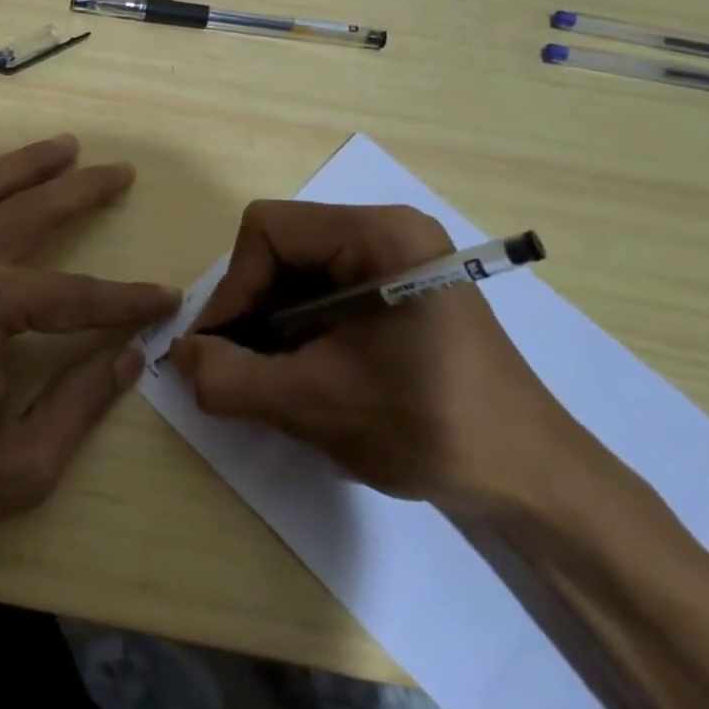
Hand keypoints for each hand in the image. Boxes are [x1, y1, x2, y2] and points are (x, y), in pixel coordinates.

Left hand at [0, 133, 180, 565]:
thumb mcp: (17, 468)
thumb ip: (80, 405)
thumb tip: (129, 356)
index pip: (76, 295)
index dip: (126, 300)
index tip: (165, 298)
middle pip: (30, 213)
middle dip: (82, 191)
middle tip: (119, 172)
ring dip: (21, 165)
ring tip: (62, 146)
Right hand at [167, 201, 585, 517]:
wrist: (529, 477)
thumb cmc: (430, 427)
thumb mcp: (316, 403)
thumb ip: (232, 378)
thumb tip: (178, 355)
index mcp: (380, 235)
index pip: (268, 230)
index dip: (233, 287)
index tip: (218, 350)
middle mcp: (388, 232)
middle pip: (282, 248)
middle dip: (251, 308)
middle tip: (237, 368)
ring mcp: (397, 261)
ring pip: (298, 273)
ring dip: (271, 324)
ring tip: (268, 378)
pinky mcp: (399, 292)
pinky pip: (324, 294)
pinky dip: (297, 331)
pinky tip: (301, 375)